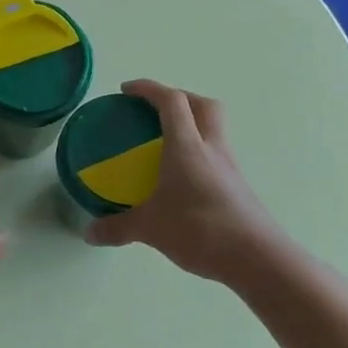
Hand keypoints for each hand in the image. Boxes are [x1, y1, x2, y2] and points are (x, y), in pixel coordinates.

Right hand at [85, 80, 280, 283]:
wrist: (257, 259)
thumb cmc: (201, 230)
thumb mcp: (150, 229)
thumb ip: (117, 228)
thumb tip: (89, 233)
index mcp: (188, 147)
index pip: (171, 101)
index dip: (148, 89)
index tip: (126, 90)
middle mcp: (212, 148)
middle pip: (202, 105)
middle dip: (178, 98)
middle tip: (153, 110)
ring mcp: (229, 167)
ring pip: (213, 129)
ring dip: (191, 124)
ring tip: (164, 143)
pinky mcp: (237, 187)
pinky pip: (215, 155)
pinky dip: (197, 153)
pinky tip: (180, 178)